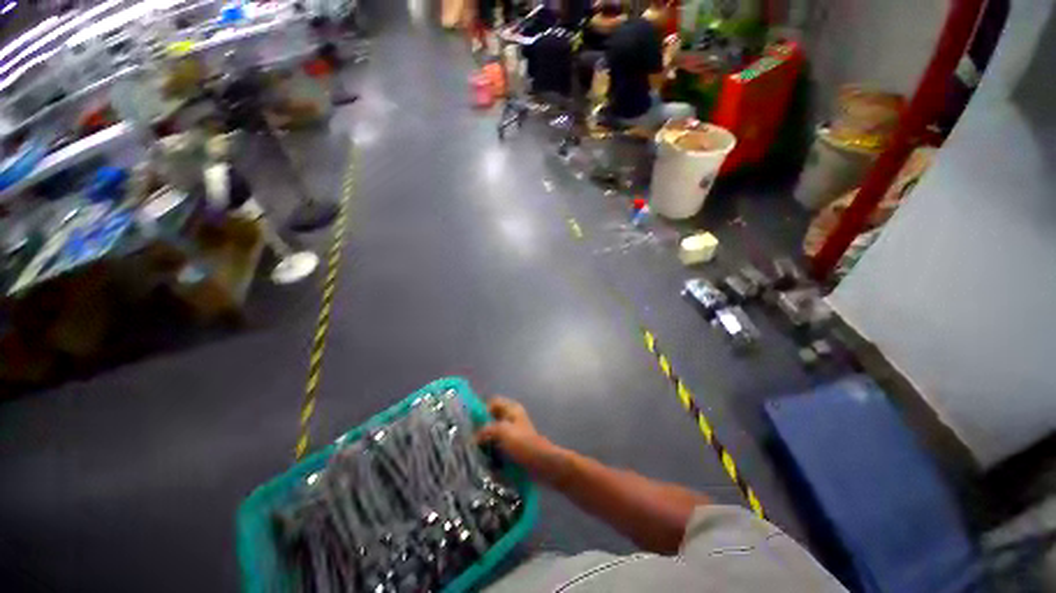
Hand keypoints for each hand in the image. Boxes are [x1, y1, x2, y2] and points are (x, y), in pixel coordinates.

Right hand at [476, 397, 553, 471]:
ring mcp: (513, 430)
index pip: (492, 402)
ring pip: (494, 429)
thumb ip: (486, 429)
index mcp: (511, 408)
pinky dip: (491, 446)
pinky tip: (484, 455)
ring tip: (475, 448)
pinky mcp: (513, 443)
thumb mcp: (502, 431)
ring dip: (485, 437)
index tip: (472, 424)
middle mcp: (512, 416)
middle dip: (481, 425)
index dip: (482, 410)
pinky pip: (498, 441)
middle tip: (470, 437)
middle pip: (492, 416)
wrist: (540, 462)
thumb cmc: (522, 443)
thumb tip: (473, 437)